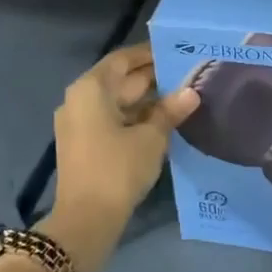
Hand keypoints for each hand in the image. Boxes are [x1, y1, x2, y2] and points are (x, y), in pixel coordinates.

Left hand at [52, 44, 198, 236]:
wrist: (86, 220)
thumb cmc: (117, 169)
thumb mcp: (151, 137)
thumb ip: (170, 110)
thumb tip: (191, 92)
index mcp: (91, 89)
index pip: (123, 59)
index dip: (150, 54)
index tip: (177, 51)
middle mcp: (80, 100)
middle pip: (119, 80)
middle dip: (152, 78)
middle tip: (188, 74)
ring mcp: (79, 123)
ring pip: (117, 102)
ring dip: (147, 100)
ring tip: (183, 96)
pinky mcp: (84, 144)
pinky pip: (112, 120)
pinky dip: (136, 117)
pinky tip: (164, 121)